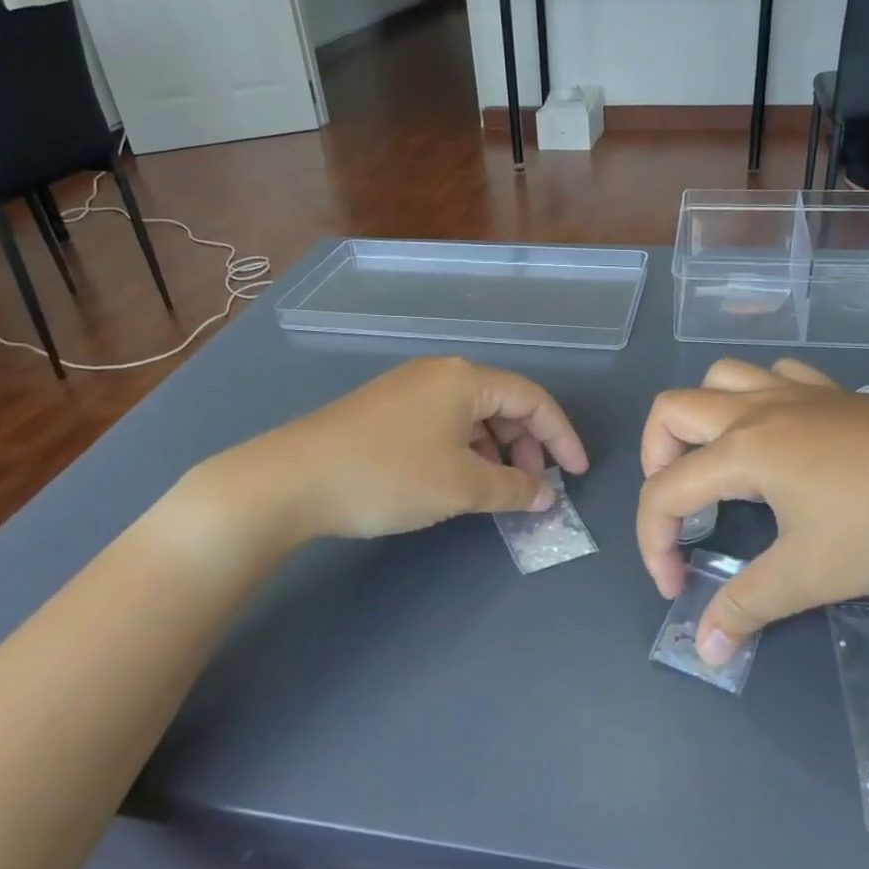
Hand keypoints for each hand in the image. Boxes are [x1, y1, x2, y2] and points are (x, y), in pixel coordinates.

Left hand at [193, 357, 588, 546]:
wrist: (290, 480)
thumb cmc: (388, 476)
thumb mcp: (461, 486)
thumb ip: (513, 489)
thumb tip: (546, 495)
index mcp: (465, 378)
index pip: (533, 399)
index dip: (562, 436)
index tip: (578, 474)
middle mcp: (440, 373)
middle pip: (503, 403)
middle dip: (527, 445)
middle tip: (533, 487)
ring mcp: (408, 388)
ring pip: (472, 415)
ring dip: (495, 450)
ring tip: (496, 489)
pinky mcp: (385, 409)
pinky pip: (444, 423)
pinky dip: (464, 450)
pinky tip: (456, 479)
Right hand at [636, 358, 868, 665]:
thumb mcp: (814, 573)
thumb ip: (748, 607)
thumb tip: (703, 650)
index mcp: (743, 450)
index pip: (666, 491)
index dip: (654, 543)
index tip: (676, 588)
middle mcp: (758, 410)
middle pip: (672, 411)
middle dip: (656, 460)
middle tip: (679, 507)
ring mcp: (798, 394)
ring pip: (720, 379)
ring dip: (701, 417)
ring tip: (716, 463)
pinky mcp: (836, 393)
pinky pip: (775, 377)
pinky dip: (756, 398)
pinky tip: (778, 433)